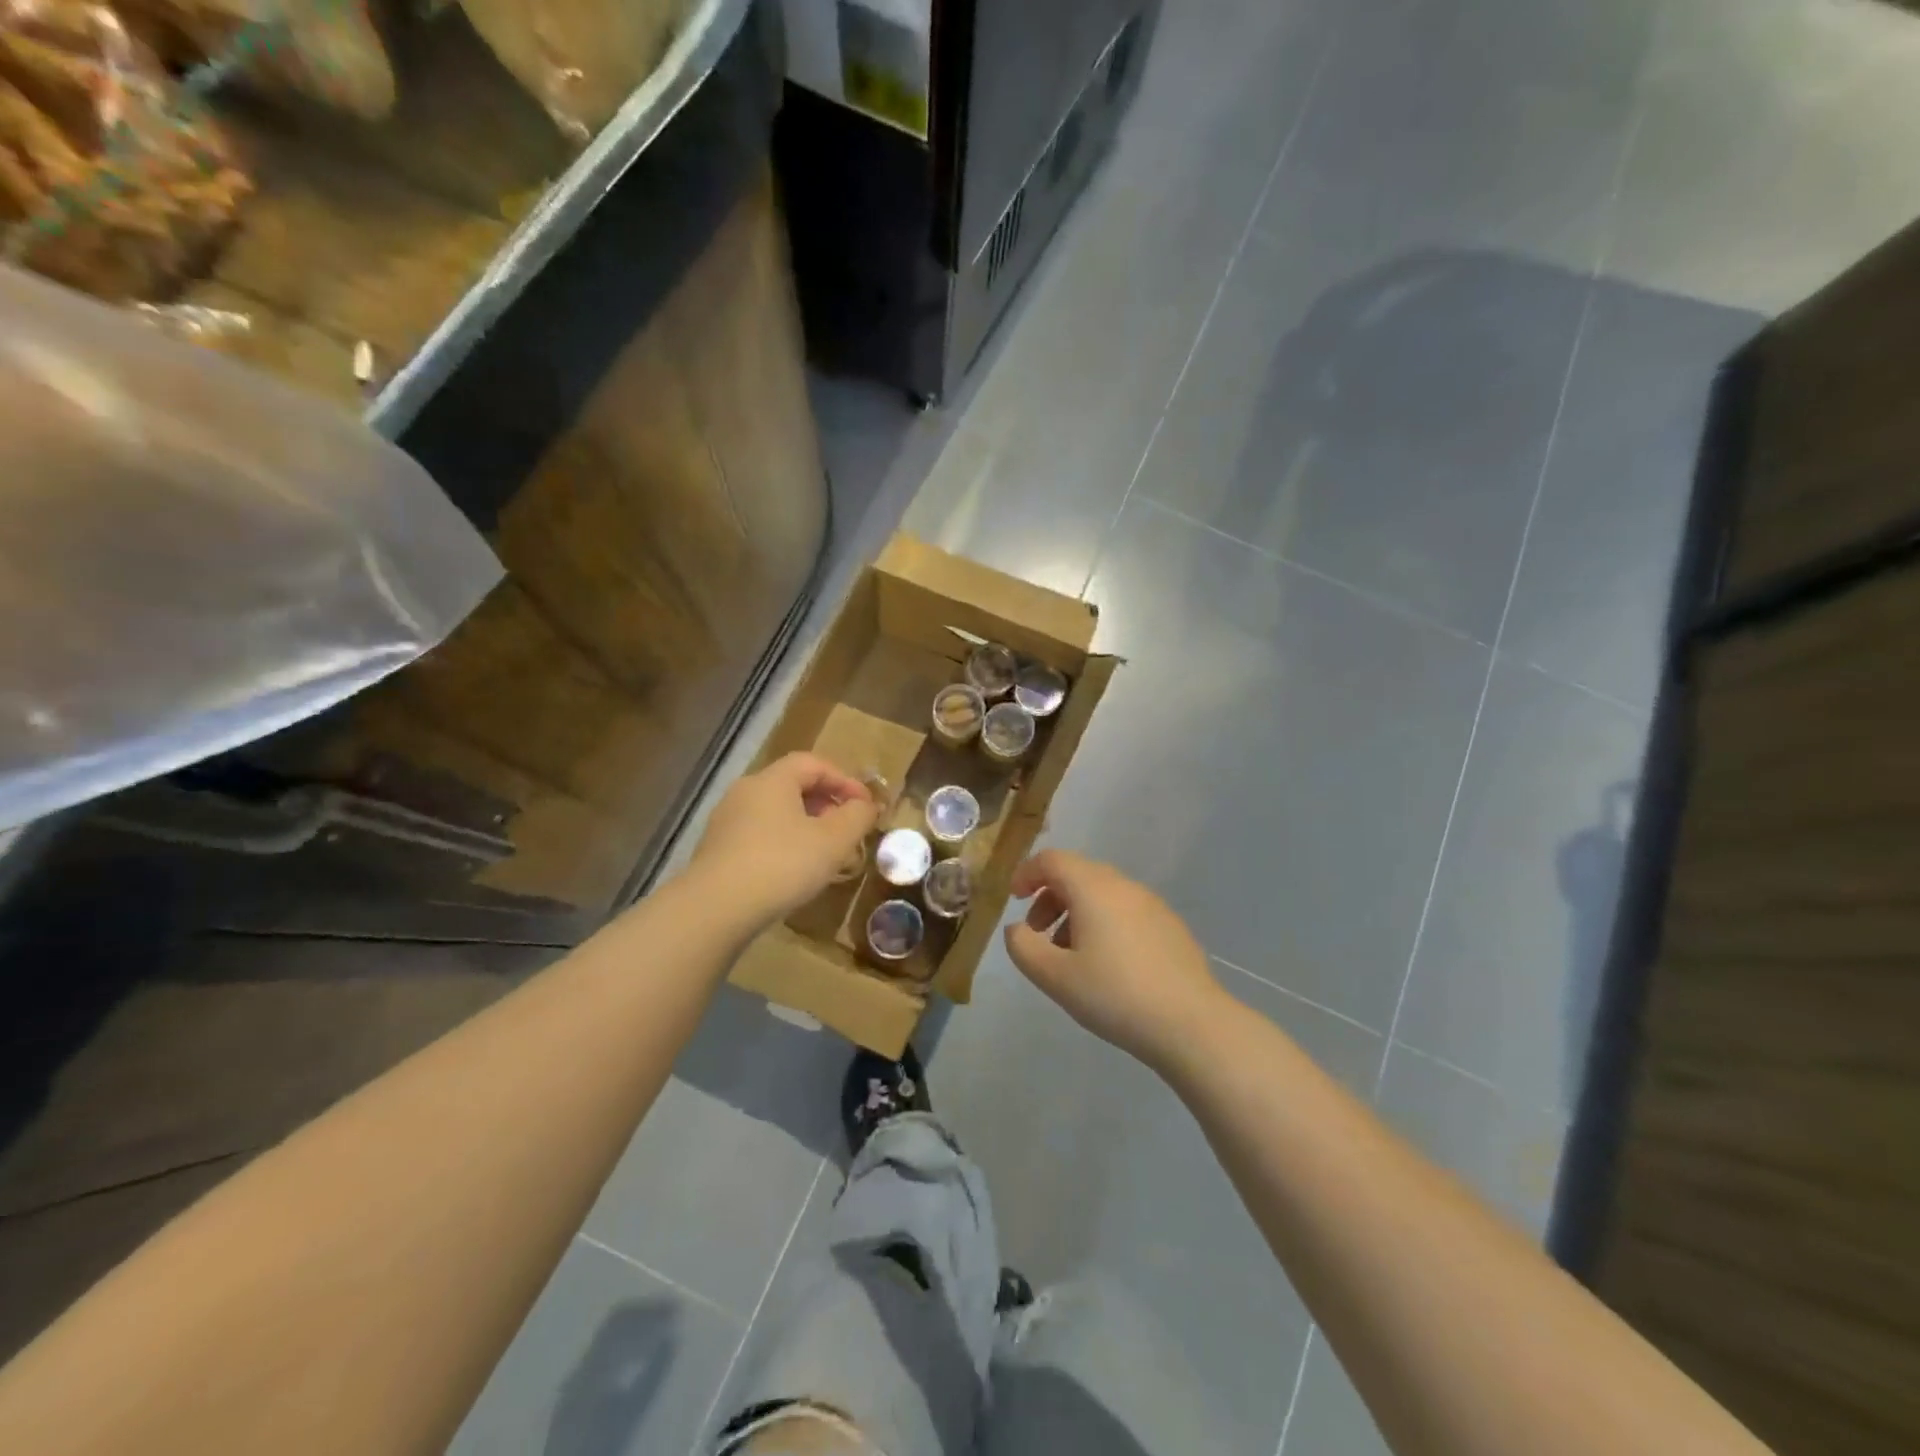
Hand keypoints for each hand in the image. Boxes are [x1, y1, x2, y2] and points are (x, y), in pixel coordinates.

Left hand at [692, 753, 877, 926]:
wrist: (715, 909)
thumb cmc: (781, 864)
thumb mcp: (833, 840)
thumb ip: (857, 817)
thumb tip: (867, 806)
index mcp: (772, 780)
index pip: (814, 764)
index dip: (845, 780)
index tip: (866, 806)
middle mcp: (745, 791)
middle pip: (793, 785)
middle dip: (826, 804)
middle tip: (847, 830)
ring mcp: (726, 821)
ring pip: (776, 812)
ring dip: (806, 826)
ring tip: (825, 853)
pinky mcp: (717, 850)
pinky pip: (759, 834)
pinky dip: (783, 843)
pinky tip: (793, 871)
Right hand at [1004, 850, 1228, 1071]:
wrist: (1191, 1023)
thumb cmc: (1115, 995)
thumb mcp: (1055, 977)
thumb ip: (1023, 947)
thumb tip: (1016, 929)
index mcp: (1093, 888)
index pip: (1052, 860)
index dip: (1026, 874)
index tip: (1013, 901)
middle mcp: (1123, 885)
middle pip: (1077, 873)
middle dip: (1049, 897)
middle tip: (1037, 934)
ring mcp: (1151, 904)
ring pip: (1102, 893)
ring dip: (1075, 913)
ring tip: (1069, 956)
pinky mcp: (1170, 926)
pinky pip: (1125, 910)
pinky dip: (1103, 923)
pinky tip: (1106, 965)